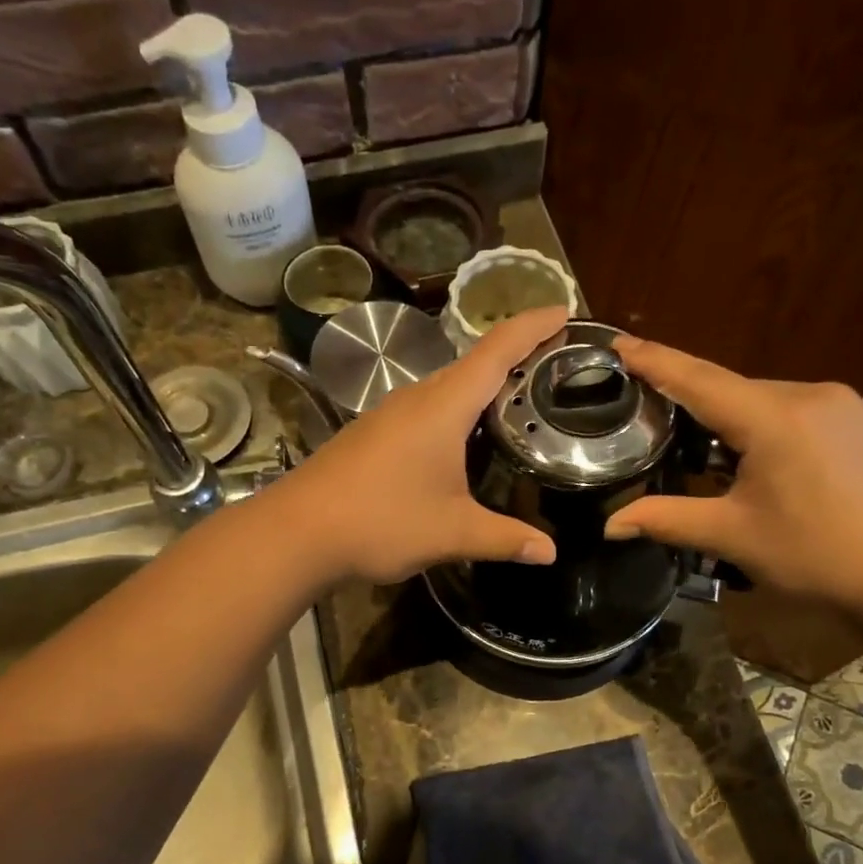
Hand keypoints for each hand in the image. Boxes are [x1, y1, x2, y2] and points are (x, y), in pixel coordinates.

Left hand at [270, 306, 567, 585]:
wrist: (297, 533)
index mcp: (443, 406)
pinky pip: (425, 410)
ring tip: (517, 402)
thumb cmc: (381, 522)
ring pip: (446, 388)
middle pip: (473, 364)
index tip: (566, 311)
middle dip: (515, 356)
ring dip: (482, 387)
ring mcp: (388, 414)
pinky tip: (463, 442)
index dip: (533, 326)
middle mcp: (416, 398)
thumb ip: (505, 538)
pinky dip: (455, 412)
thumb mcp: (452, 532)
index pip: (497, 350)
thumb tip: (550, 552)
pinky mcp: (371, 434)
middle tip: (555, 365)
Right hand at [603, 336, 862, 612]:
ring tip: (704, 456)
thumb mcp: (731, 536)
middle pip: (730, 388)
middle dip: (689, 400)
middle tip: (650, 418)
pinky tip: (754, 458)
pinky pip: (792, 408)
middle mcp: (809, 395)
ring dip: (727, 418)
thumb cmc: (814, 555)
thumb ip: (666, 519)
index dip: (655, 361)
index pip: (699, 380)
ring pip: (761, 398)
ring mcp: (841, 403)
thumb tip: (608, 526)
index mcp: (774, 419)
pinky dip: (761, 423)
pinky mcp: (858, 418)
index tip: (618, 344)